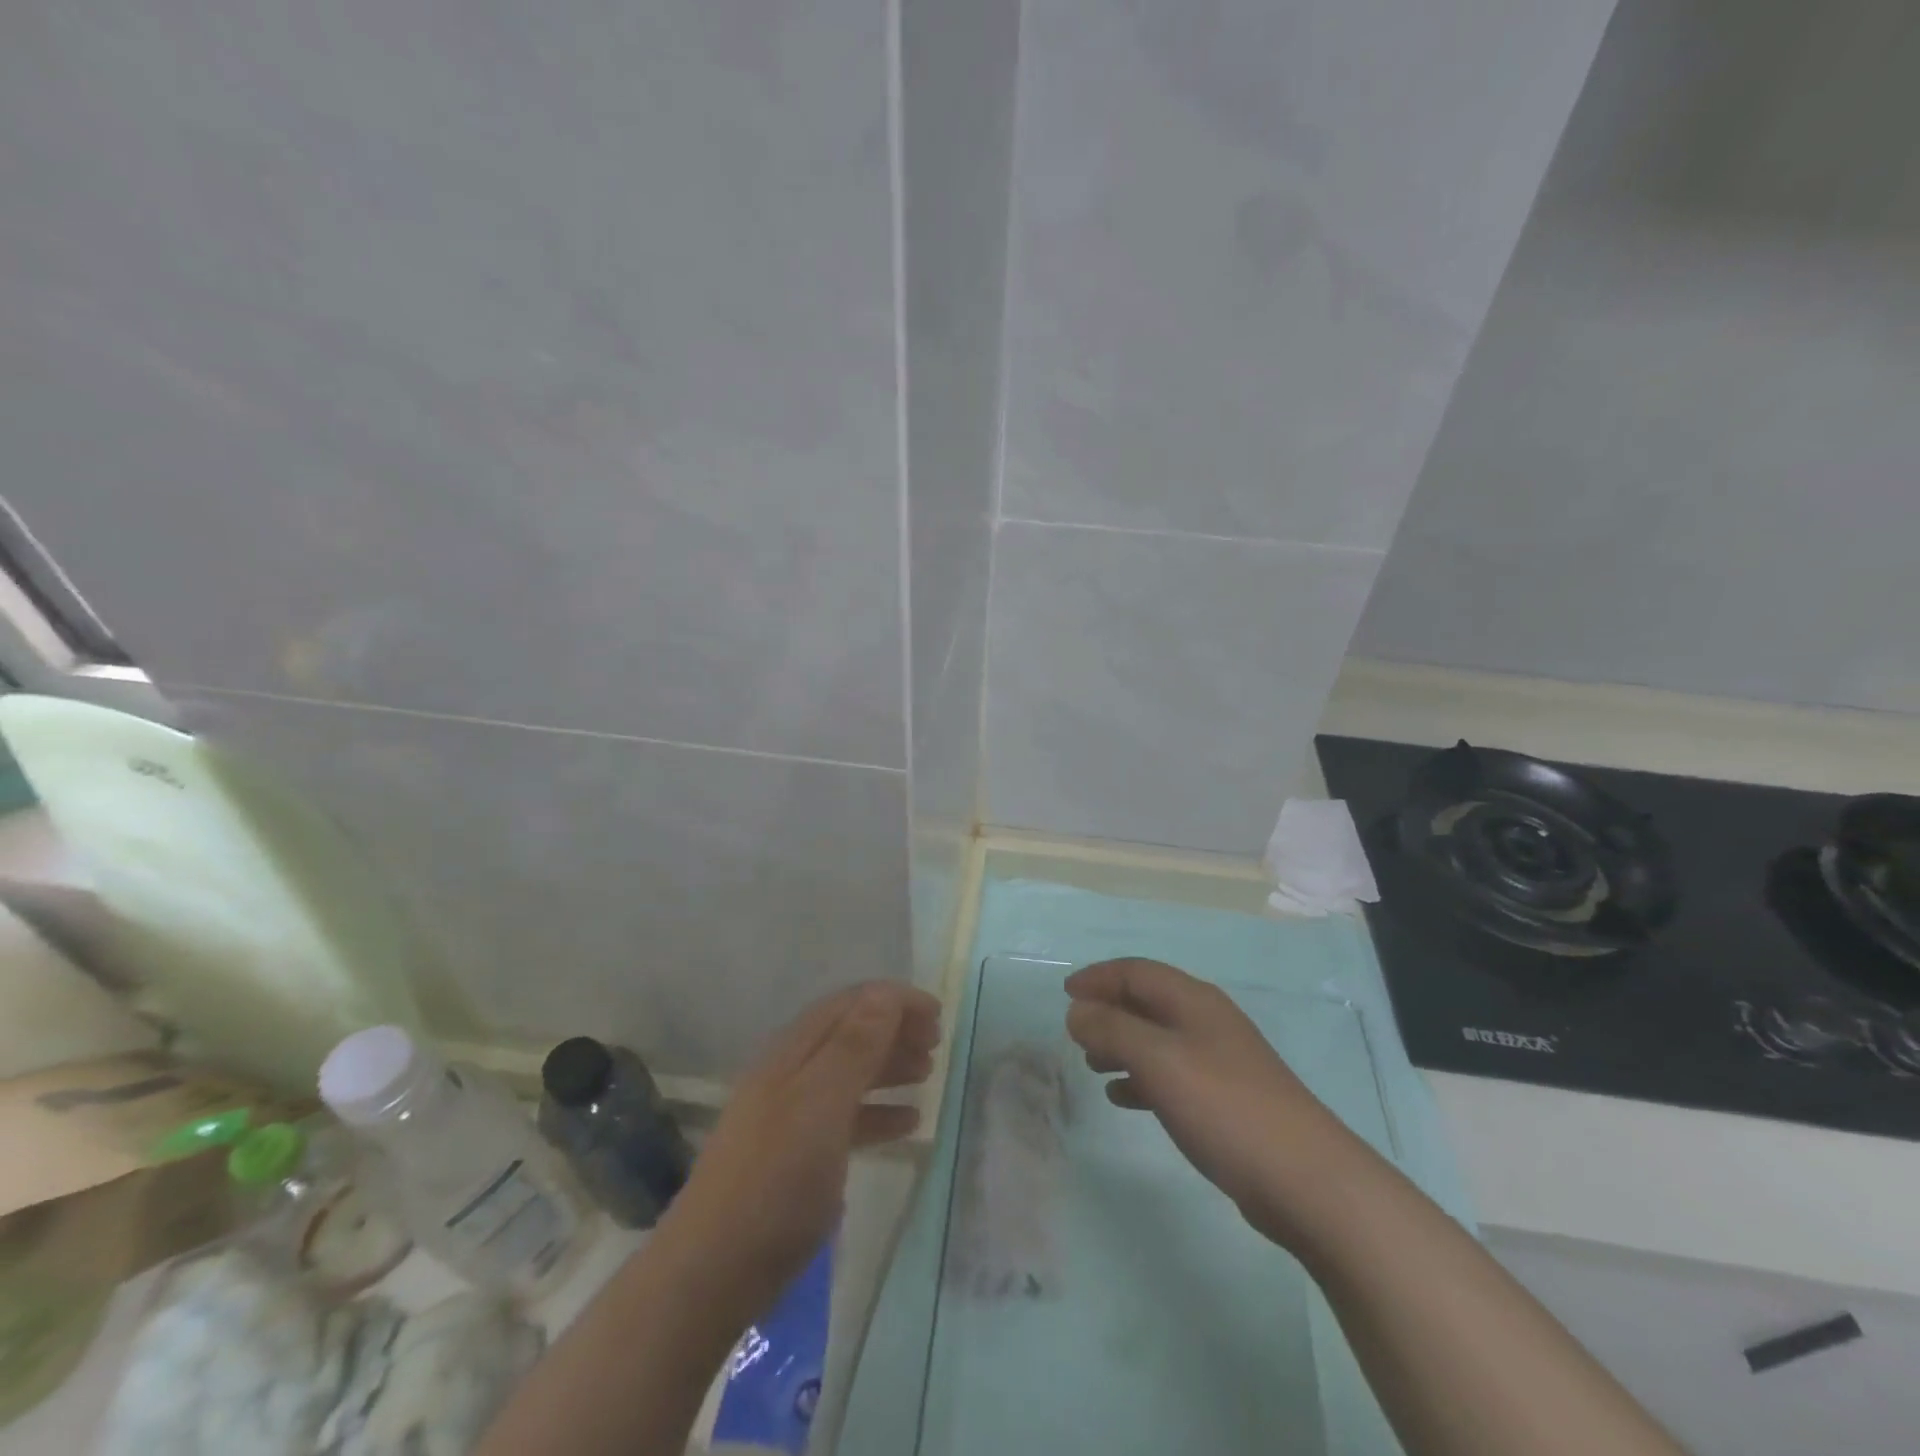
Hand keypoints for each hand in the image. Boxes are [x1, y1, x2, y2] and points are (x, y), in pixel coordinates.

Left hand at [654, 982, 941, 1318]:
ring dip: (889, 1066)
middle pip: (850, 1034)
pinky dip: (878, 1112)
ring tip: (928, 1073)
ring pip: (849, 1074)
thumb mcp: (821, 1104)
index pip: (850, 1004)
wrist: (714, 1271)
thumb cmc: (776, 1178)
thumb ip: (854, 1047)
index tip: (938, 1014)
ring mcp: (791, 1115)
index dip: (894, 1001)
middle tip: (937, 1044)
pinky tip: (907, 1125)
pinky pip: (845, 1117)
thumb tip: (884, 994)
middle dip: (895, 1030)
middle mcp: (791, 1073)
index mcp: (793, 1051)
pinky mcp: (796, 1156)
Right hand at [1065, 958, 1360, 1247]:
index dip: (1099, 977)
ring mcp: (1220, 1061)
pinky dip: (1141, 1078)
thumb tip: (1076, 1011)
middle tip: (1075, 1031)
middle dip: (1108, 1010)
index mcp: (1193, 1001)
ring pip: (1157, 1039)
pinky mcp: (1226, 1100)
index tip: (1065, 994)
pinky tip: (1124, 1098)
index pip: (1137, 971)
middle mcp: (1207, 1022)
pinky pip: (1171, 1074)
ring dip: (1121, 1045)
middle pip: (1147, 1002)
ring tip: (1092, 1066)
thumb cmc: (1225, 1106)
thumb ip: (1112, 1030)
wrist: (1306, 1180)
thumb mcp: (1158, 1060)